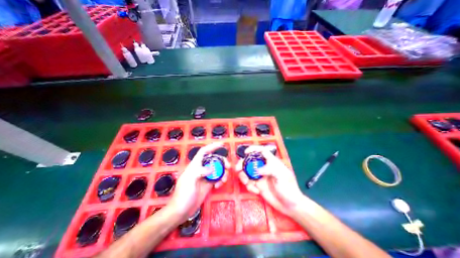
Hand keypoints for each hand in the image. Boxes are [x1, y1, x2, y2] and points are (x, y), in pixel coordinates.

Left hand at [168, 142, 229, 220]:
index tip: (222, 144)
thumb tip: (212, 169)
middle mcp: (201, 169)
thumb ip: (199, 171)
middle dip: (222, 161)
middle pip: (214, 160)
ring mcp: (205, 176)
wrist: (181, 211)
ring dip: (223, 172)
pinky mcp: (209, 184)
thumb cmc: (183, 194)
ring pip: (217, 169)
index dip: (212, 146)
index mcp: (195, 165)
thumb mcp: (189, 181)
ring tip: (224, 179)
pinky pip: (217, 178)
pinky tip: (218, 186)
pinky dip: (220, 180)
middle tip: (228, 166)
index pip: (204, 152)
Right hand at [237, 145, 303, 214]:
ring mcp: (260, 176)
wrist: (290, 206)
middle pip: (250, 161)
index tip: (246, 152)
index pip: (262, 151)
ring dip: (243, 176)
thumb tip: (257, 170)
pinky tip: (256, 191)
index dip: (254, 149)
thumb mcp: (282, 176)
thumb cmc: (289, 188)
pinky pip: (248, 183)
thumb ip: (270, 169)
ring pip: (247, 172)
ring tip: (247, 183)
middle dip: (242, 164)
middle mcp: (264, 167)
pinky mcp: (257, 185)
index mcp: (271, 162)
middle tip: (237, 169)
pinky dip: (249, 186)